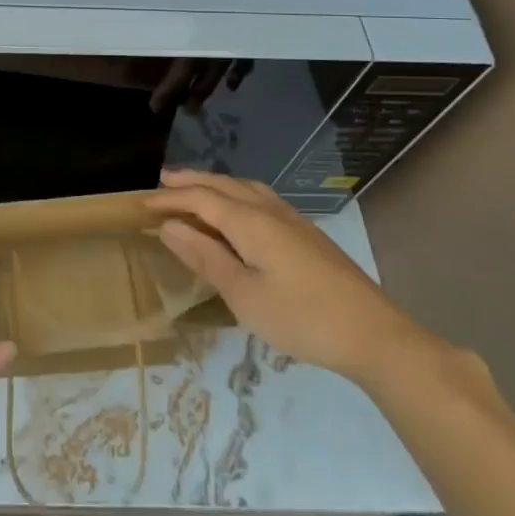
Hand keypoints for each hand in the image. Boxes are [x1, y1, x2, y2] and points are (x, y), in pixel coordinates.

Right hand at [146, 168, 436, 385]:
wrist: (373, 334)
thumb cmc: (301, 317)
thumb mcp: (244, 295)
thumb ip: (206, 257)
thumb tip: (170, 226)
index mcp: (250, 222)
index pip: (201, 199)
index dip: (170, 199)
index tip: (141, 204)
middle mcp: (270, 210)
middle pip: (223, 186)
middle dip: (192, 181)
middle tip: (162, 182)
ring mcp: (292, 220)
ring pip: (246, 188)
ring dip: (216, 185)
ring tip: (196, 188)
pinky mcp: (307, 234)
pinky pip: (261, 198)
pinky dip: (238, 194)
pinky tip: (240, 210)